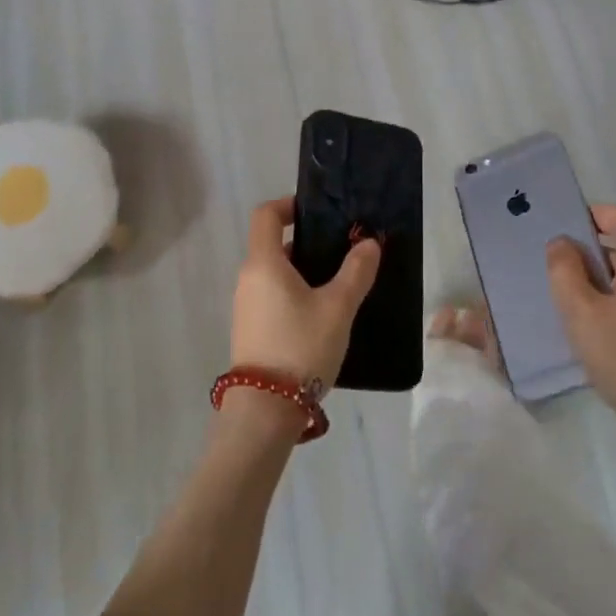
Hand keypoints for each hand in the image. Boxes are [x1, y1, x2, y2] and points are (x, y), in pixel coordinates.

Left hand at [231, 198, 379, 388]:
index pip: (265, 215)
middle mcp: (248, 279)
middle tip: (342, 251)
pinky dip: (295, 293)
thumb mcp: (338, 307)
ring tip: (339, 283)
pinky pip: (273, 296)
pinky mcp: (251, 329)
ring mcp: (246, 306)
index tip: (318, 213)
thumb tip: (368, 243)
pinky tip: (322, 314)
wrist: (265, 410)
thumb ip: (356, 272)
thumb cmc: (301, 347)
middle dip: (307, 243)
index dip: (289, 205)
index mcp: (263, 263)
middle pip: (272, 244)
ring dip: (303, 271)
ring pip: (275, 274)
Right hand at [546, 206, 615, 490]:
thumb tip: (561, 244)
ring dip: (599, 275)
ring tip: (565, 293)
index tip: (564, 225)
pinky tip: (590, 323)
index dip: (597, 213)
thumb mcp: (582, 314)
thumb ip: (565, 272)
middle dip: (591, 246)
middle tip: (554, 262)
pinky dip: (612, 297)